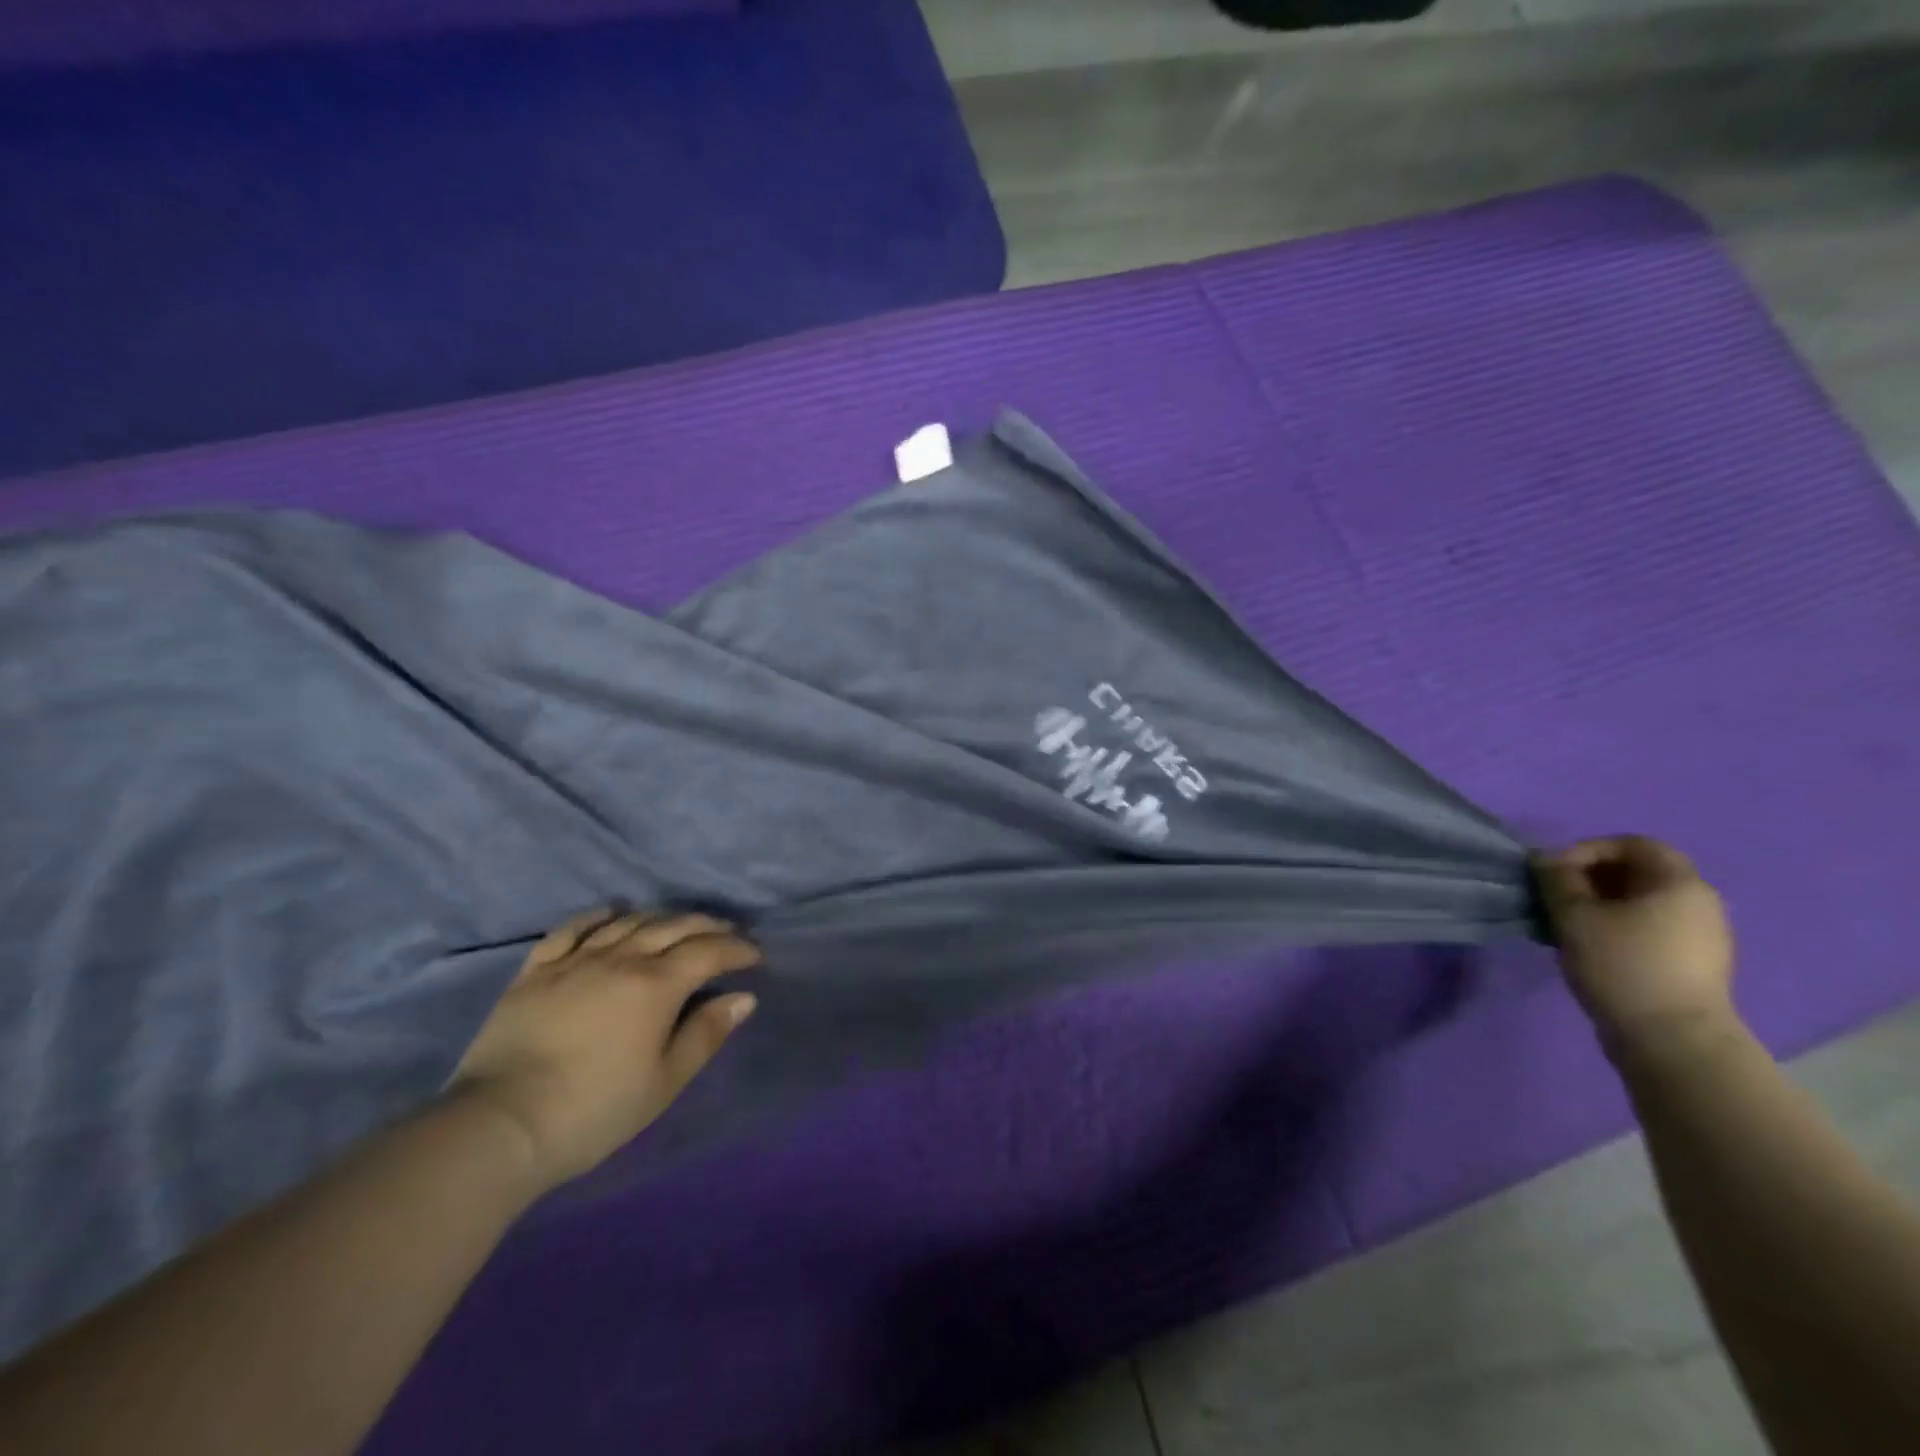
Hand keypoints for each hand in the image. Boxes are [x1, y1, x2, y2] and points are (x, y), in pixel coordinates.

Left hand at [450, 909, 759, 1189]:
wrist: (498, 1126)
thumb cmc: (593, 1110)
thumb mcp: (663, 1082)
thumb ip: (705, 1034)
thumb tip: (743, 998)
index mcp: (656, 985)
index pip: (709, 952)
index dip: (738, 950)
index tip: (755, 958)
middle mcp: (621, 959)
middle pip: (673, 927)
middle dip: (708, 927)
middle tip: (727, 935)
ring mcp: (575, 960)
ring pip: (628, 922)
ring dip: (662, 918)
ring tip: (678, 925)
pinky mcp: (535, 970)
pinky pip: (572, 929)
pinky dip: (598, 916)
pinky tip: (612, 913)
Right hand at [1535, 836, 1738, 1061]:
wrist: (1672, 1041)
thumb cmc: (1623, 965)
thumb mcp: (1576, 916)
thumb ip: (1557, 880)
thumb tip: (1545, 859)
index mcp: (1680, 884)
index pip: (1635, 844)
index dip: (1589, 848)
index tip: (1555, 871)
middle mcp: (1699, 904)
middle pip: (1638, 873)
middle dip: (1589, 878)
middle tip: (1554, 896)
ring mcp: (1700, 938)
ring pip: (1641, 903)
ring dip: (1598, 904)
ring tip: (1563, 922)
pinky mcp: (1690, 965)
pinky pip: (1648, 929)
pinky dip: (1614, 927)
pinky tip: (1587, 946)